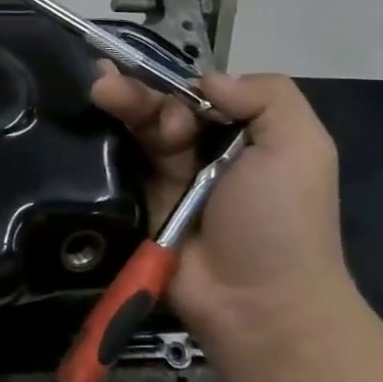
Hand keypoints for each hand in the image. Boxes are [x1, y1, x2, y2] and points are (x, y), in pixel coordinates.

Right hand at [90, 66, 355, 343]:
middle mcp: (200, 155)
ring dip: (117, 109)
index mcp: (240, 137)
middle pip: (158, 111)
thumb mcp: (301, 149)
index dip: (171, 84)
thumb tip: (204, 80)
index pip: (195, 96)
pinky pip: (110, 169)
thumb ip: (268, 97)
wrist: (255, 301)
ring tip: (98, 92)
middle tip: (105, 85)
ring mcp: (162, 182)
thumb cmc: (282, 221)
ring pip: (132, 134)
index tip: (157, 83)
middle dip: (136, 94)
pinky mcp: (131, 206)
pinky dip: (97, 146)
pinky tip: (81, 123)